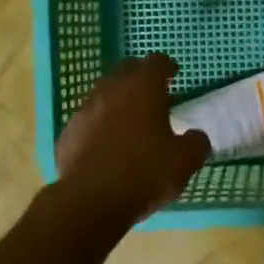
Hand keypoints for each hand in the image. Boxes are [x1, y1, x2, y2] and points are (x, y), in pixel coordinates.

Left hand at [55, 54, 210, 223]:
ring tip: (130, 120)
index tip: (173, 74)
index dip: (166, 67)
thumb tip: (196, 137)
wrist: (90, 201)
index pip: (155, 62)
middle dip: (140, 77)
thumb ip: (196, 143)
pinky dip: (99, 125)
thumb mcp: (184, 161)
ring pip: (103, 94)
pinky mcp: (68, 134)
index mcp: (142, 89)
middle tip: (153, 93)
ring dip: (118, 101)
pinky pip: (88, 121)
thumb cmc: (145, 173)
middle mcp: (110, 91)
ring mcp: (84, 112)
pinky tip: (107, 144)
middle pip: (126, 71)